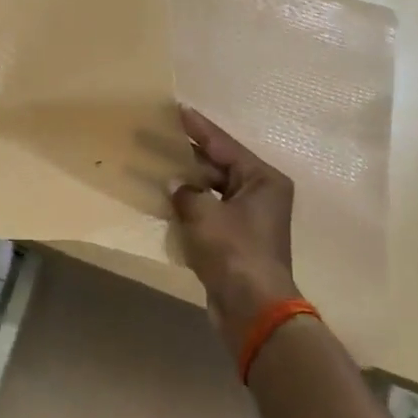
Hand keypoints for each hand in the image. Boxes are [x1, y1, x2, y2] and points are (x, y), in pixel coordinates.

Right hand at [168, 105, 301, 349]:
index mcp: (262, 180)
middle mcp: (259, 194)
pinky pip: (208, 212)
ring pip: (211, 190)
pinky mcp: (235, 241)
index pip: (223, 145)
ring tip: (156, 165)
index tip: (177, 109)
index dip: (198, 128)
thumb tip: (174, 183)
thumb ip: (186, 191)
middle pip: (218, 166)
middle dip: (187, 156)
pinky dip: (189, 206)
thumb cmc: (234, 252)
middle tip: (157, 137)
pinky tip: (165, 199)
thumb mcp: (204, 214)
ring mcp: (248, 219)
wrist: (252, 308)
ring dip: (186, 182)